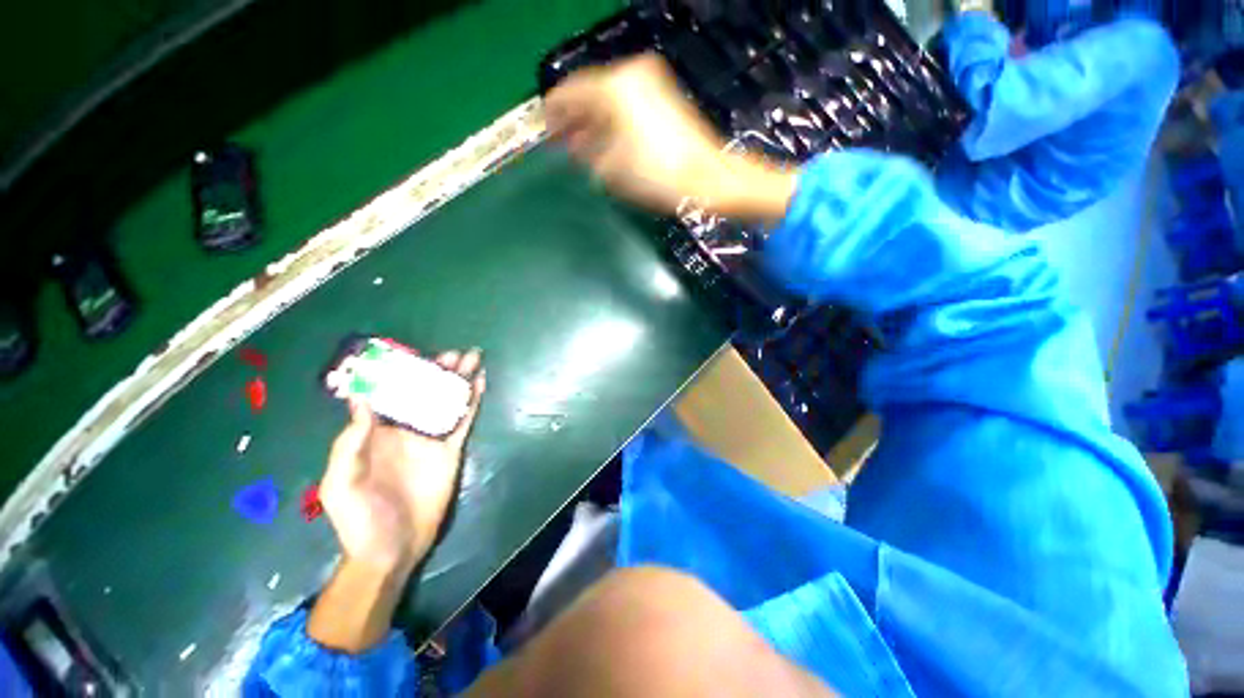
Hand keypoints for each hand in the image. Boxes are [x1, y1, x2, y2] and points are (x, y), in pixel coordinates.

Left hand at [320, 348, 485, 574]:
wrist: (392, 547)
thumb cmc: (359, 517)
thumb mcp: (341, 483)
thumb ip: (350, 443)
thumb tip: (361, 399)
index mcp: (377, 433)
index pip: (389, 395)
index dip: (400, 373)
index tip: (412, 354)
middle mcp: (406, 429)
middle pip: (424, 393)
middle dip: (438, 371)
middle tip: (454, 353)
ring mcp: (431, 438)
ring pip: (447, 401)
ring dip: (459, 380)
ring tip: (472, 358)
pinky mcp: (451, 449)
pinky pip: (463, 420)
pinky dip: (472, 401)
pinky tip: (480, 384)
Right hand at [545, 53, 795, 222]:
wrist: (707, 178)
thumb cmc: (657, 176)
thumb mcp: (612, 169)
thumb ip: (587, 153)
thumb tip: (576, 145)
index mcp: (614, 88)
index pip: (570, 92)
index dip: (554, 112)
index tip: (543, 128)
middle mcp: (630, 77)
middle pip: (590, 93)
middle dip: (574, 118)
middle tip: (559, 139)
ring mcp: (650, 85)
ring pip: (608, 99)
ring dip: (592, 121)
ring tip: (578, 145)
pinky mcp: (663, 98)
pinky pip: (626, 105)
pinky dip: (612, 121)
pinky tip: (603, 141)